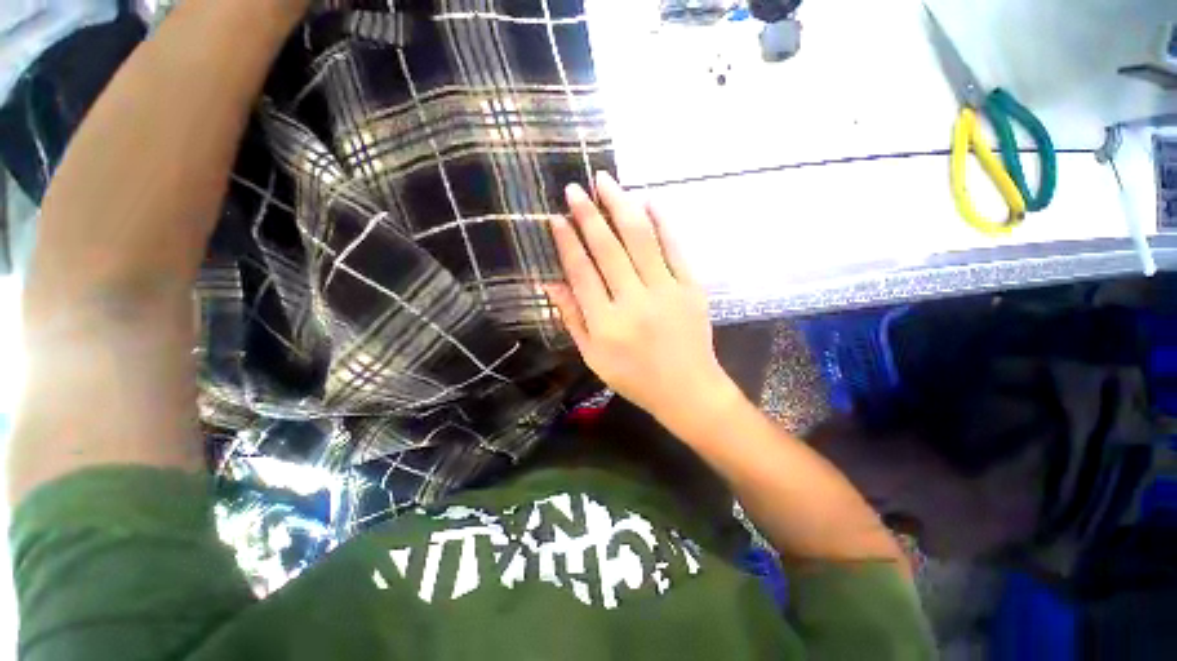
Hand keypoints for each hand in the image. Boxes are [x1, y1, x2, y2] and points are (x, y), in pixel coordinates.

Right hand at [547, 172, 739, 429]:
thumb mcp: (593, 357)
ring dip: (621, 206)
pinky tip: (649, 200)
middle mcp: (634, 302)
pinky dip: (662, 221)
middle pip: (608, 249)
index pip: (582, 272)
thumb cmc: (634, 378)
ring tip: (606, 181)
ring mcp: (666, 291)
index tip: (557, 218)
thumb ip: (572, 319)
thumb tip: (550, 284)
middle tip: (576, 188)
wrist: (687, 390)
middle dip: (589, 214)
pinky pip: (675, 248)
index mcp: (606, 323)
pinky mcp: (691, 288)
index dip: (567, 242)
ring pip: (640, 239)